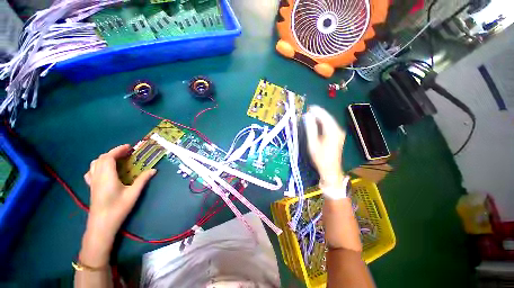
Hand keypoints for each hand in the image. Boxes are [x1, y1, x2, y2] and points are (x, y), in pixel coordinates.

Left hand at [80, 144, 155, 266]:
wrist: (102, 224)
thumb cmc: (118, 208)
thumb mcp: (133, 193)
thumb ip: (143, 180)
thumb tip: (154, 170)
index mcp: (107, 177)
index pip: (108, 157)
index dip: (118, 150)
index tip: (129, 147)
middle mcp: (97, 177)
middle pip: (101, 159)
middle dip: (113, 152)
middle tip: (127, 153)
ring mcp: (93, 182)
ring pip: (94, 164)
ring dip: (105, 158)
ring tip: (117, 159)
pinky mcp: (92, 187)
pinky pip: (91, 172)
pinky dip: (98, 166)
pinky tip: (105, 171)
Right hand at [303, 106, 345, 189]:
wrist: (330, 169)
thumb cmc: (320, 157)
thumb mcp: (312, 143)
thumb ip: (310, 129)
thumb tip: (307, 117)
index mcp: (332, 131)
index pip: (324, 116)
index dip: (317, 110)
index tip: (309, 107)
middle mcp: (338, 130)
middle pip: (328, 117)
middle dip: (319, 112)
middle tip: (309, 110)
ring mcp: (339, 133)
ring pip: (329, 121)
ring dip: (320, 117)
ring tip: (311, 114)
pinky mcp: (338, 136)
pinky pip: (330, 125)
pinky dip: (323, 122)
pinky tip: (317, 122)